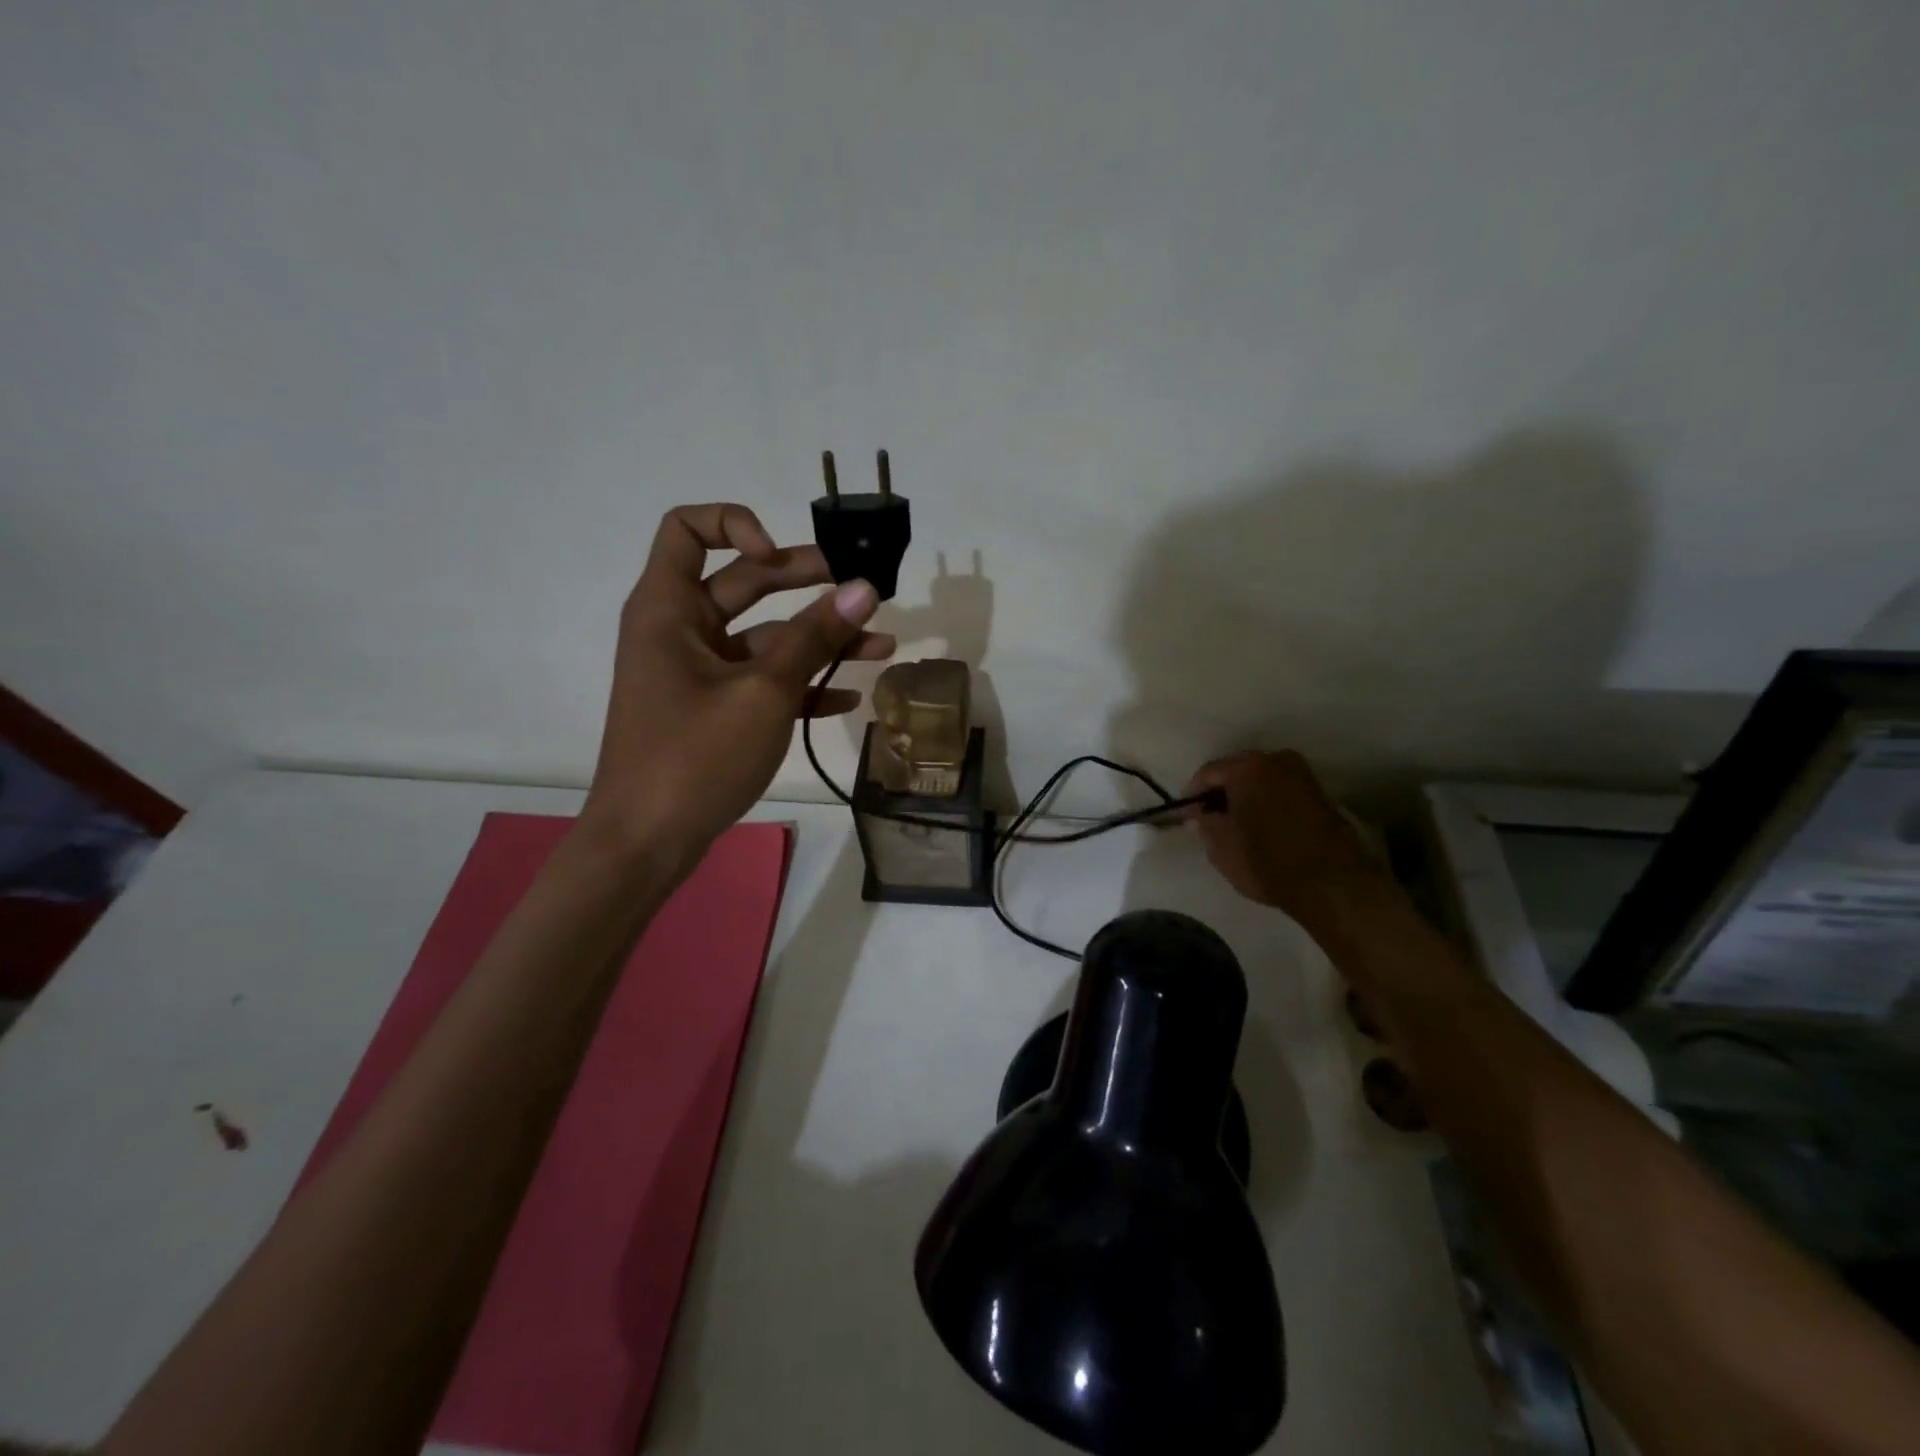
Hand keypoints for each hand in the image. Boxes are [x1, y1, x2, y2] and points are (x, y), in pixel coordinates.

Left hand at [580, 503, 893, 867]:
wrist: (647, 844)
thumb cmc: (695, 756)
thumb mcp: (763, 691)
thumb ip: (814, 637)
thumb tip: (865, 589)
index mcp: (669, 609)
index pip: (688, 529)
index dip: (736, 525)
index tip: (780, 557)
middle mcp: (680, 630)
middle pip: (744, 582)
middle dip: (804, 582)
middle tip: (861, 588)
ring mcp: (699, 674)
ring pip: (765, 638)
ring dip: (819, 640)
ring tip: (880, 646)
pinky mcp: (715, 710)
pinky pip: (762, 682)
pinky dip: (802, 685)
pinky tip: (849, 697)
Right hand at [1185, 751, 1390, 925]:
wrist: (1333, 884)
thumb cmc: (1267, 862)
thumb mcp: (1220, 846)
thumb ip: (1205, 822)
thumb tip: (1203, 813)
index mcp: (1247, 768)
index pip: (1208, 773)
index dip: (1192, 795)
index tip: (1184, 815)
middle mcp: (1276, 760)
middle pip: (1236, 771)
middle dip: (1220, 792)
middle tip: (1207, 817)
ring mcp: (1302, 775)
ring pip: (1260, 780)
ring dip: (1244, 797)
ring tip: (1233, 823)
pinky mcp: (1319, 794)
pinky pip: (1280, 790)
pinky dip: (1265, 802)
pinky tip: (1259, 825)